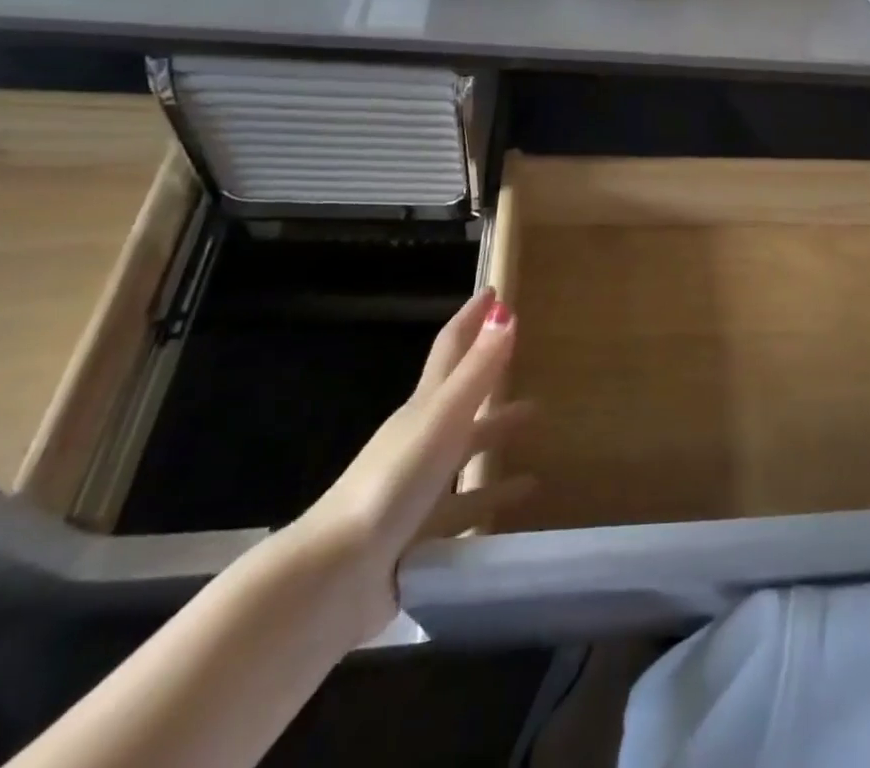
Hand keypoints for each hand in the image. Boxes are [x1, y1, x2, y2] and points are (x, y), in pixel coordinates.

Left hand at [290, 288, 532, 633]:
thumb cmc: (392, 484)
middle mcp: (418, 440)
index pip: (451, 349)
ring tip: (536, 424)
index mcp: (422, 408)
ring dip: (496, 434)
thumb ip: (477, 370)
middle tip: (524, 359)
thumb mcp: (442, 419)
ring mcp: (415, 487)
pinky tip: (521, 498)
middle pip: (460, 398)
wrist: (334, 578)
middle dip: (490, 375)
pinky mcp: (417, 534)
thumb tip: (506, 312)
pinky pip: (463, 506)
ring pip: (464, 451)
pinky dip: (491, 496)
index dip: (471, 319)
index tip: (493, 292)